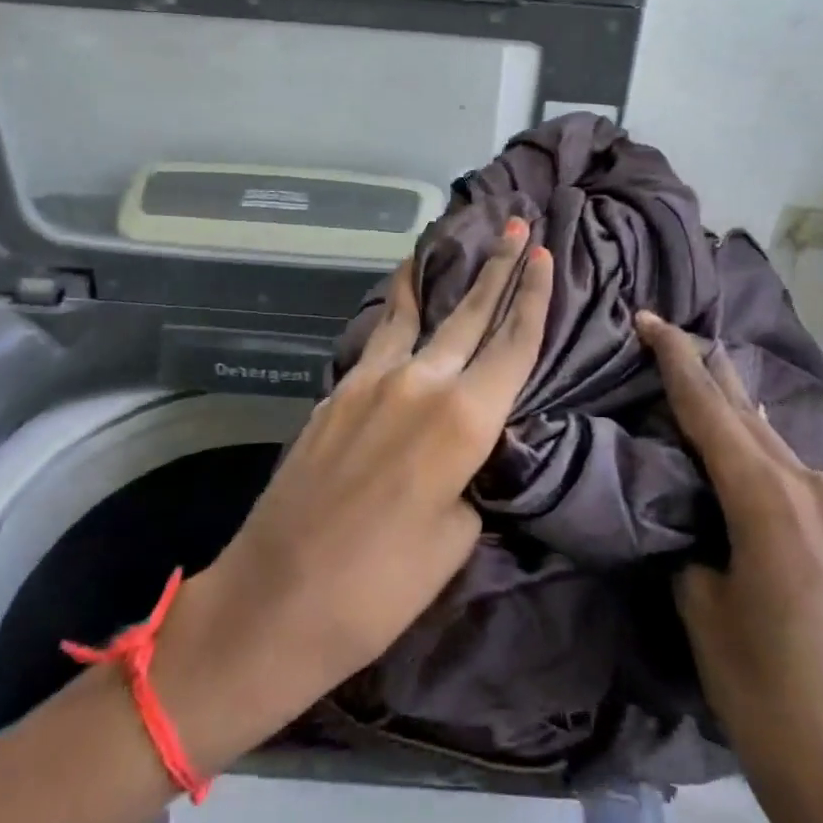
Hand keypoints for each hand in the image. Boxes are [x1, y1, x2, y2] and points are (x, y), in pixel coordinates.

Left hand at [152, 223, 552, 775]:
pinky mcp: (337, 391)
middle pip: (470, 313)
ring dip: (438, 275)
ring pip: (415, 312)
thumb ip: (470, 475)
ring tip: (450, 238)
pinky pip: (380, 337)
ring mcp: (372, 381)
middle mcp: (421, 383)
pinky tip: (400, 297)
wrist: (277, 597)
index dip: (534, 296)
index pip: (513, 343)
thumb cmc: (380, 587)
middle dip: (499, 267)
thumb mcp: (456, 537)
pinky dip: (396, 307)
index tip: (545, 253)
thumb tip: (465, 448)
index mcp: (464, 421)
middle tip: (517, 226)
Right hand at [636, 312, 822, 822]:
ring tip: (708, 387)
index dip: (675, 358)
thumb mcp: (704, 613)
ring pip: (776, 444)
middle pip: (747, 414)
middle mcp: (814, 490)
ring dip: (738, 414)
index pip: (708, 407)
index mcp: (768, 499)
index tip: (649, 317)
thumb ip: (692, 549)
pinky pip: (799, 478)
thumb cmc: (771, 699)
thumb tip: (692, 527)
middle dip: (708, 373)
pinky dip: (765, 454)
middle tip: (672, 336)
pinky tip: (755, 458)